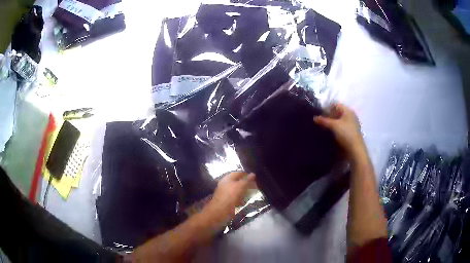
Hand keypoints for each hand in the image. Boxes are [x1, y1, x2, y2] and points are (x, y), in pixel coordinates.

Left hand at [204, 172, 255, 222]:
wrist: (218, 212)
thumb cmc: (229, 197)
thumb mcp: (239, 187)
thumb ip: (246, 180)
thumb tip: (253, 174)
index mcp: (227, 178)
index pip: (238, 173)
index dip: (246, 174)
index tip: (255, 178)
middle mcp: (226, 184)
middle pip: (238, 182)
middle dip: (246, 184)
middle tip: (255, 187)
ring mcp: (226, 193)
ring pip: (237, 190)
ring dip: (244, 192)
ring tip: (251, 194)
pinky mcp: (226, 201)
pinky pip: (235, 198)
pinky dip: (240, 199)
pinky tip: (244, 202)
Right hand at [314, 103, 365, 159]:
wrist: (355, 149)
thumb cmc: (346, 133)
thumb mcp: (333, 126)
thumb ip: (324, 121)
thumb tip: (315, 118)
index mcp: (348, 111)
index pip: (336, 104)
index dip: (327, 107)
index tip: (320, 113)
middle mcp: (350, 115)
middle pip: (338, 112)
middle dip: (329, 115)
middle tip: (321, 121)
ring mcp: (352, 124)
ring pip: (339, 120)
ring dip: (332, 122)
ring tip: (324, 127)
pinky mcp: (351, 132)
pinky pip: (341, 126)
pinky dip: (336, 128)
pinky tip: (331, 133)